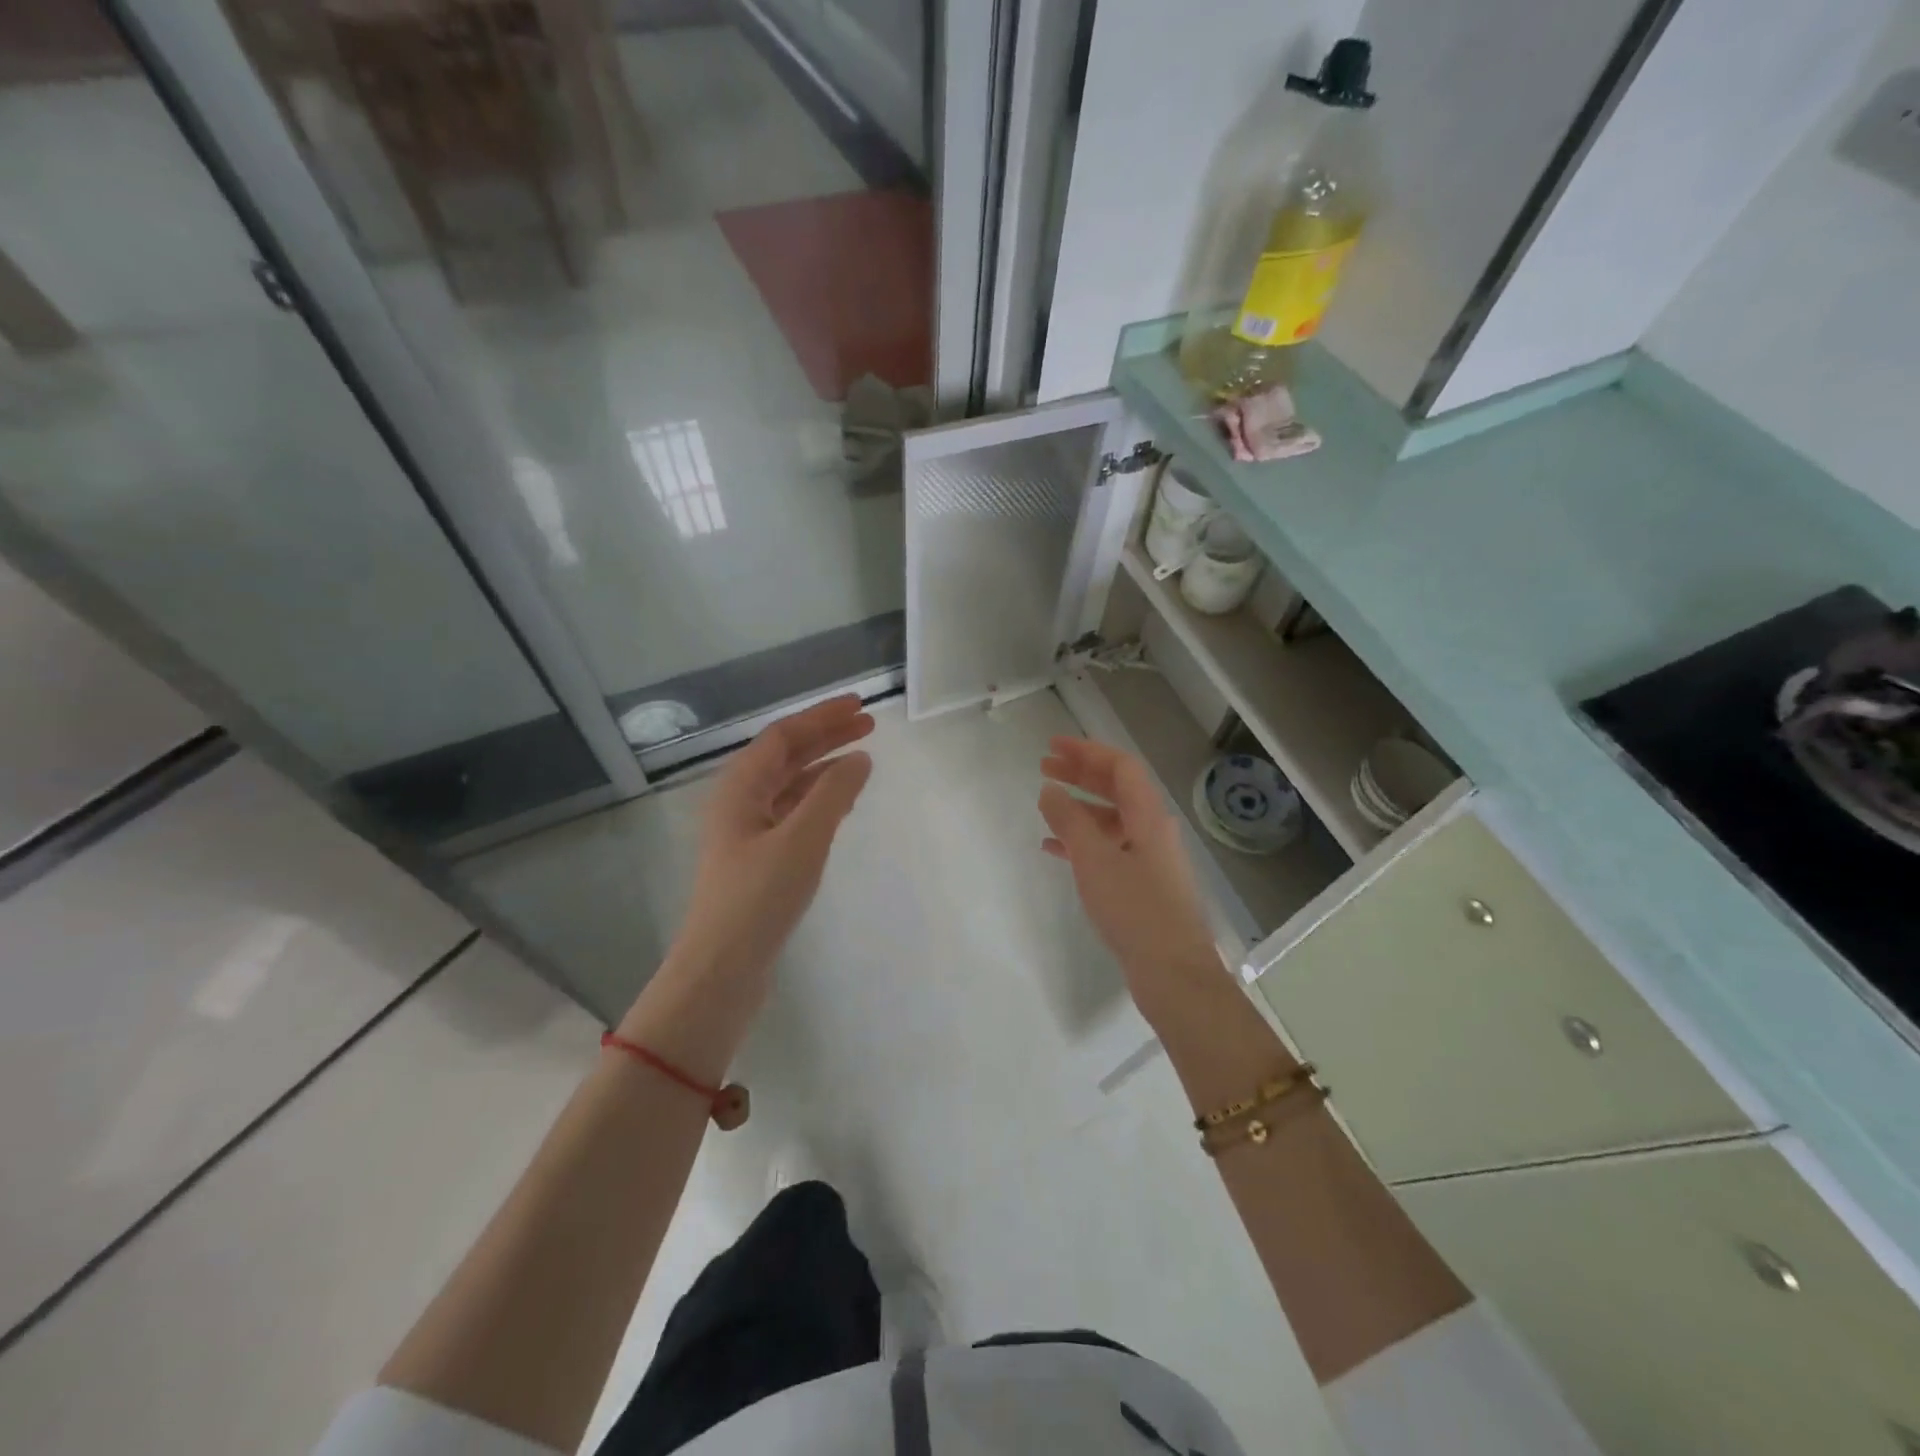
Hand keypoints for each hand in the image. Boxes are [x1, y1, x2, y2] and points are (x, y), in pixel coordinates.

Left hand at [621, 696, 872, 1071]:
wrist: (722, 969)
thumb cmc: (759, 897)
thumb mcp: (802, 839)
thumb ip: (833, 794)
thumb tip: (860, 758)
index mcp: (740, 788)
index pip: (784, 736)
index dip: (822, 716)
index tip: (861, 706)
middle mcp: (740, 802)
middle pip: (787, 756)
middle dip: (827, 737)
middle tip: (870, 726)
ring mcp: (748, 832)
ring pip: (790, 785)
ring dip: (824, 767)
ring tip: (862, 759)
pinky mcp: (759, 859)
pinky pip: (793, 813)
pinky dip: (819, 800)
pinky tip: (842, 802)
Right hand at [1039, 737, 1222, 1018]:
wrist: (1173, 972)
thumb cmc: (1135, 910)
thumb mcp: (1095, 860)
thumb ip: (1069, 821)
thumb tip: (1049, 790)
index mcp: (1148, 816)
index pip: (1120, 767)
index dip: (1087, 751)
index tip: (1052, 746)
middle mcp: (1152, 830)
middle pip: (1116, 789)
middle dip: (1081, 774)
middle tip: (1044, 766)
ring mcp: (1149, 858)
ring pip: (1111, 819)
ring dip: (1079, 807)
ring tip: (1045, 805)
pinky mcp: (1141, 885)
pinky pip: (1108, 849)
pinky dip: (1082, 842)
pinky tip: (1054, 849)